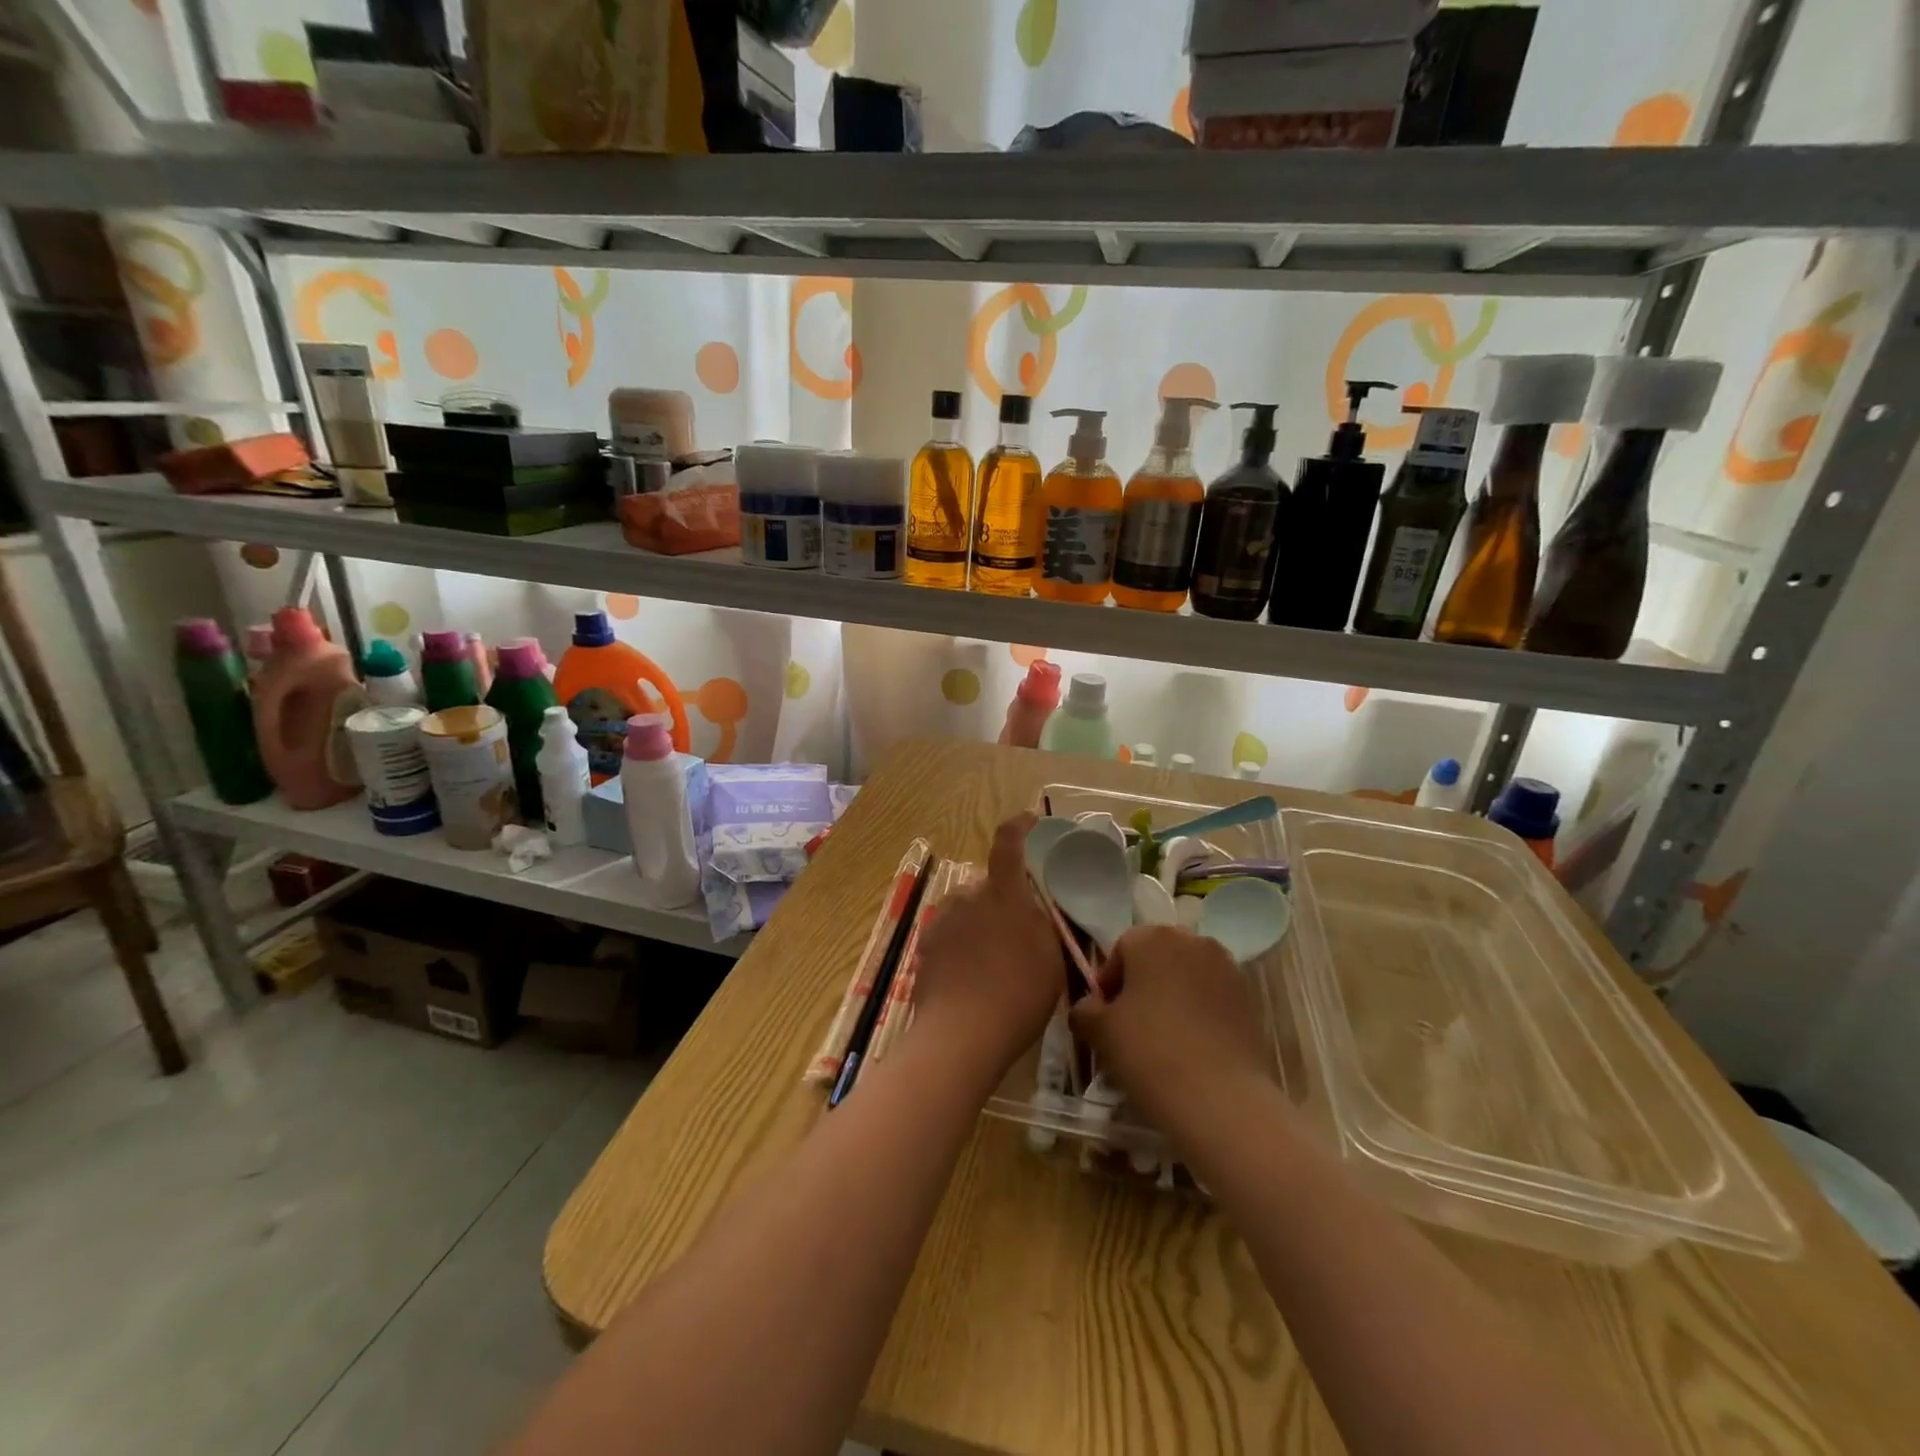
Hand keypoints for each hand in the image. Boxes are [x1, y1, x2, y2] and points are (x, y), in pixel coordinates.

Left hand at [911, 812, 1065, 1082]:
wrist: (960, 1036)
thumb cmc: (1018, 995)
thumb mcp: (1051, 958)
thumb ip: (1042, 924)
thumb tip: (1032, 910)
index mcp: (1003, 893)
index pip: (1008, 844)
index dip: (1018, 826)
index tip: (1029, 820)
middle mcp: (968, 896)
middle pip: (988, 886)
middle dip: (1004, 900)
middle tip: (1019, 935)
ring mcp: (942, 920)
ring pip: (967, 910)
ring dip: (980, 923)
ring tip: (993, 962)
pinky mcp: (924, 945)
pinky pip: (950, 932)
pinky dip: (962, 944)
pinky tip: (970, 975)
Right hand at [1069, 925, 1270, 1140]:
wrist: (1221, 1100)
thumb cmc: (1149, 1053)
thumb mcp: (1099, 1031)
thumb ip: (1084, 1009)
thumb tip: (1089, 1007)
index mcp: (1152, 937)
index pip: (1121, 950)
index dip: (1109, 983)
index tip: (1105, 1018)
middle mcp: (1192, 941)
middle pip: (1157, 958)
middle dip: (1142, 985)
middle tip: (1131, 1026)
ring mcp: (1227, 968)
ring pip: (1187, 976)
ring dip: (1172, 997)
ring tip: (1163, 1040)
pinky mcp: (1250, 999)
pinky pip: (1212, 997)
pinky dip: (1200, 1013)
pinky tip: (1192, 1048)